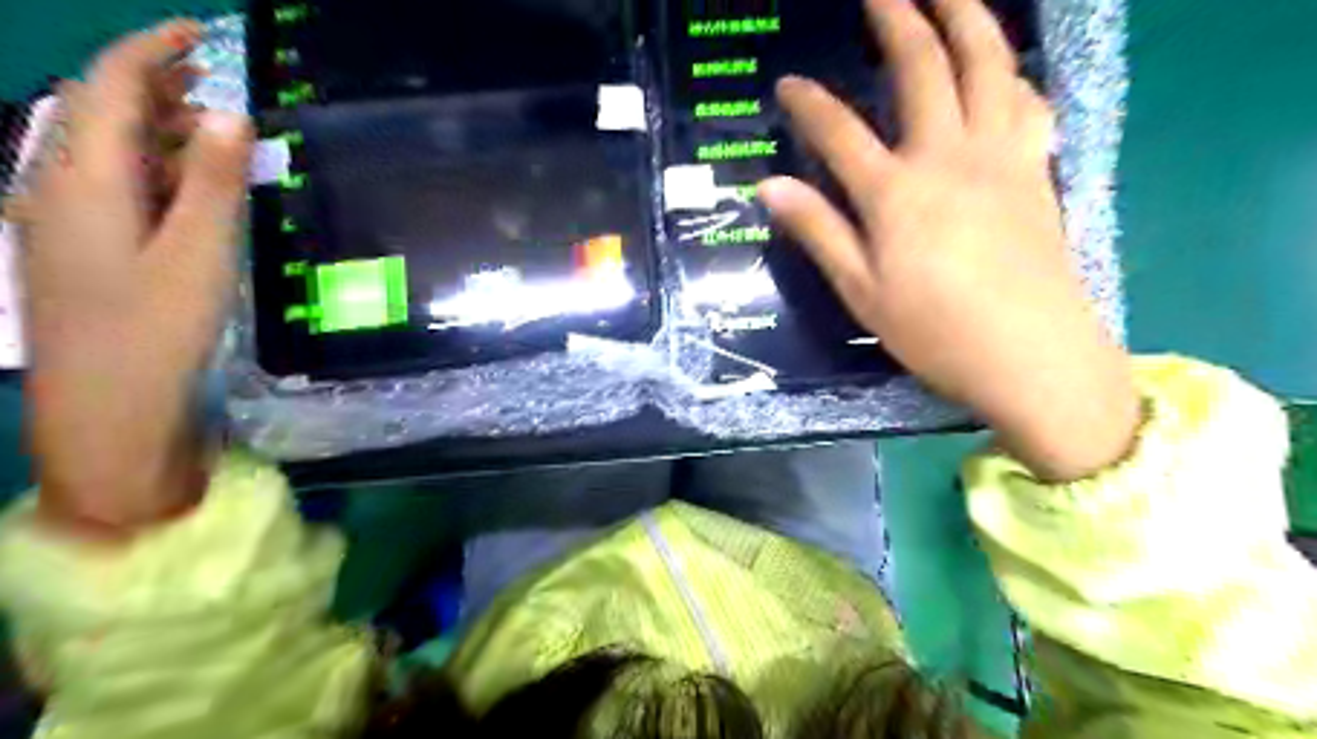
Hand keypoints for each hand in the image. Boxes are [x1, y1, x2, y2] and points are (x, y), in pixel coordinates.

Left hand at [17, 18, 253, 535]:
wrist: (107, 413)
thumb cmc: (156, 333)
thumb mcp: (200, 256)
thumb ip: (217, 183)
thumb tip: (232, 113)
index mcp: (84, 181)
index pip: (109, 88)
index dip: (150, 51)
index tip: (200, 33)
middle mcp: (61, 189)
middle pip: (102, 114)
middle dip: (156, 87)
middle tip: (219, 83)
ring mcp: (69, 224)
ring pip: (112, 154)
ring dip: (162, 132)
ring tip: (219, 133)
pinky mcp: (86, 254)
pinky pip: (118, 190)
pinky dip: (159, 174)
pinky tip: (195, 190)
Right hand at [763, 1, 1144, 482]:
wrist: (1032, 355)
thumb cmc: (935, 332)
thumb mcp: (862, 291)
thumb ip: (819, 231)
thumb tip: (770, 187)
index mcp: (896, 193)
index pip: (839, 131)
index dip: (809, 103)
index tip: (788, 84)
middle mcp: (948, 157)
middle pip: (924, 67)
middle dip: (899, 18)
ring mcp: (1000, 158)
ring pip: (988, 65)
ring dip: (967, 17)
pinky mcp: (1036, 171)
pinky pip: (1028, 102)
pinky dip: (1012, 74)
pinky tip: (1002, 69)